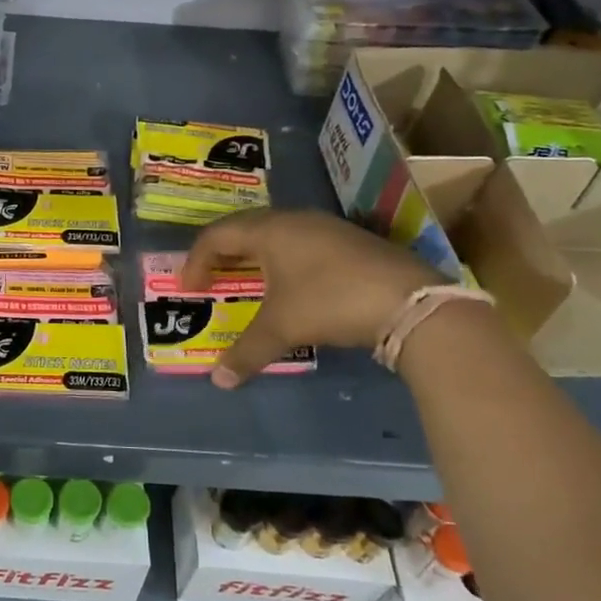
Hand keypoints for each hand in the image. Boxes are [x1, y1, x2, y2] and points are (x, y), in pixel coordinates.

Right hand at [182, 209, 440, 386]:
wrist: (410, 302)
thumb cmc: (330, 302)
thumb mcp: (283, 328)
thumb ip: (246, 351)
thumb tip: (218, 381)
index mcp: (269, 231)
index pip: (217, 235)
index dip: (196, 260)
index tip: (190, 288)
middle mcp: (294, 220)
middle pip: (245, 228)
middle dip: (223, 254)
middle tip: (212, 279)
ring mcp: (326, 227)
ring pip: (276, 233)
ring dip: (255, 255)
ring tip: (248, 280)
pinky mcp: (351, 241)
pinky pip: (302, 242)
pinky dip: (284, 259)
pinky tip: (293, 285)